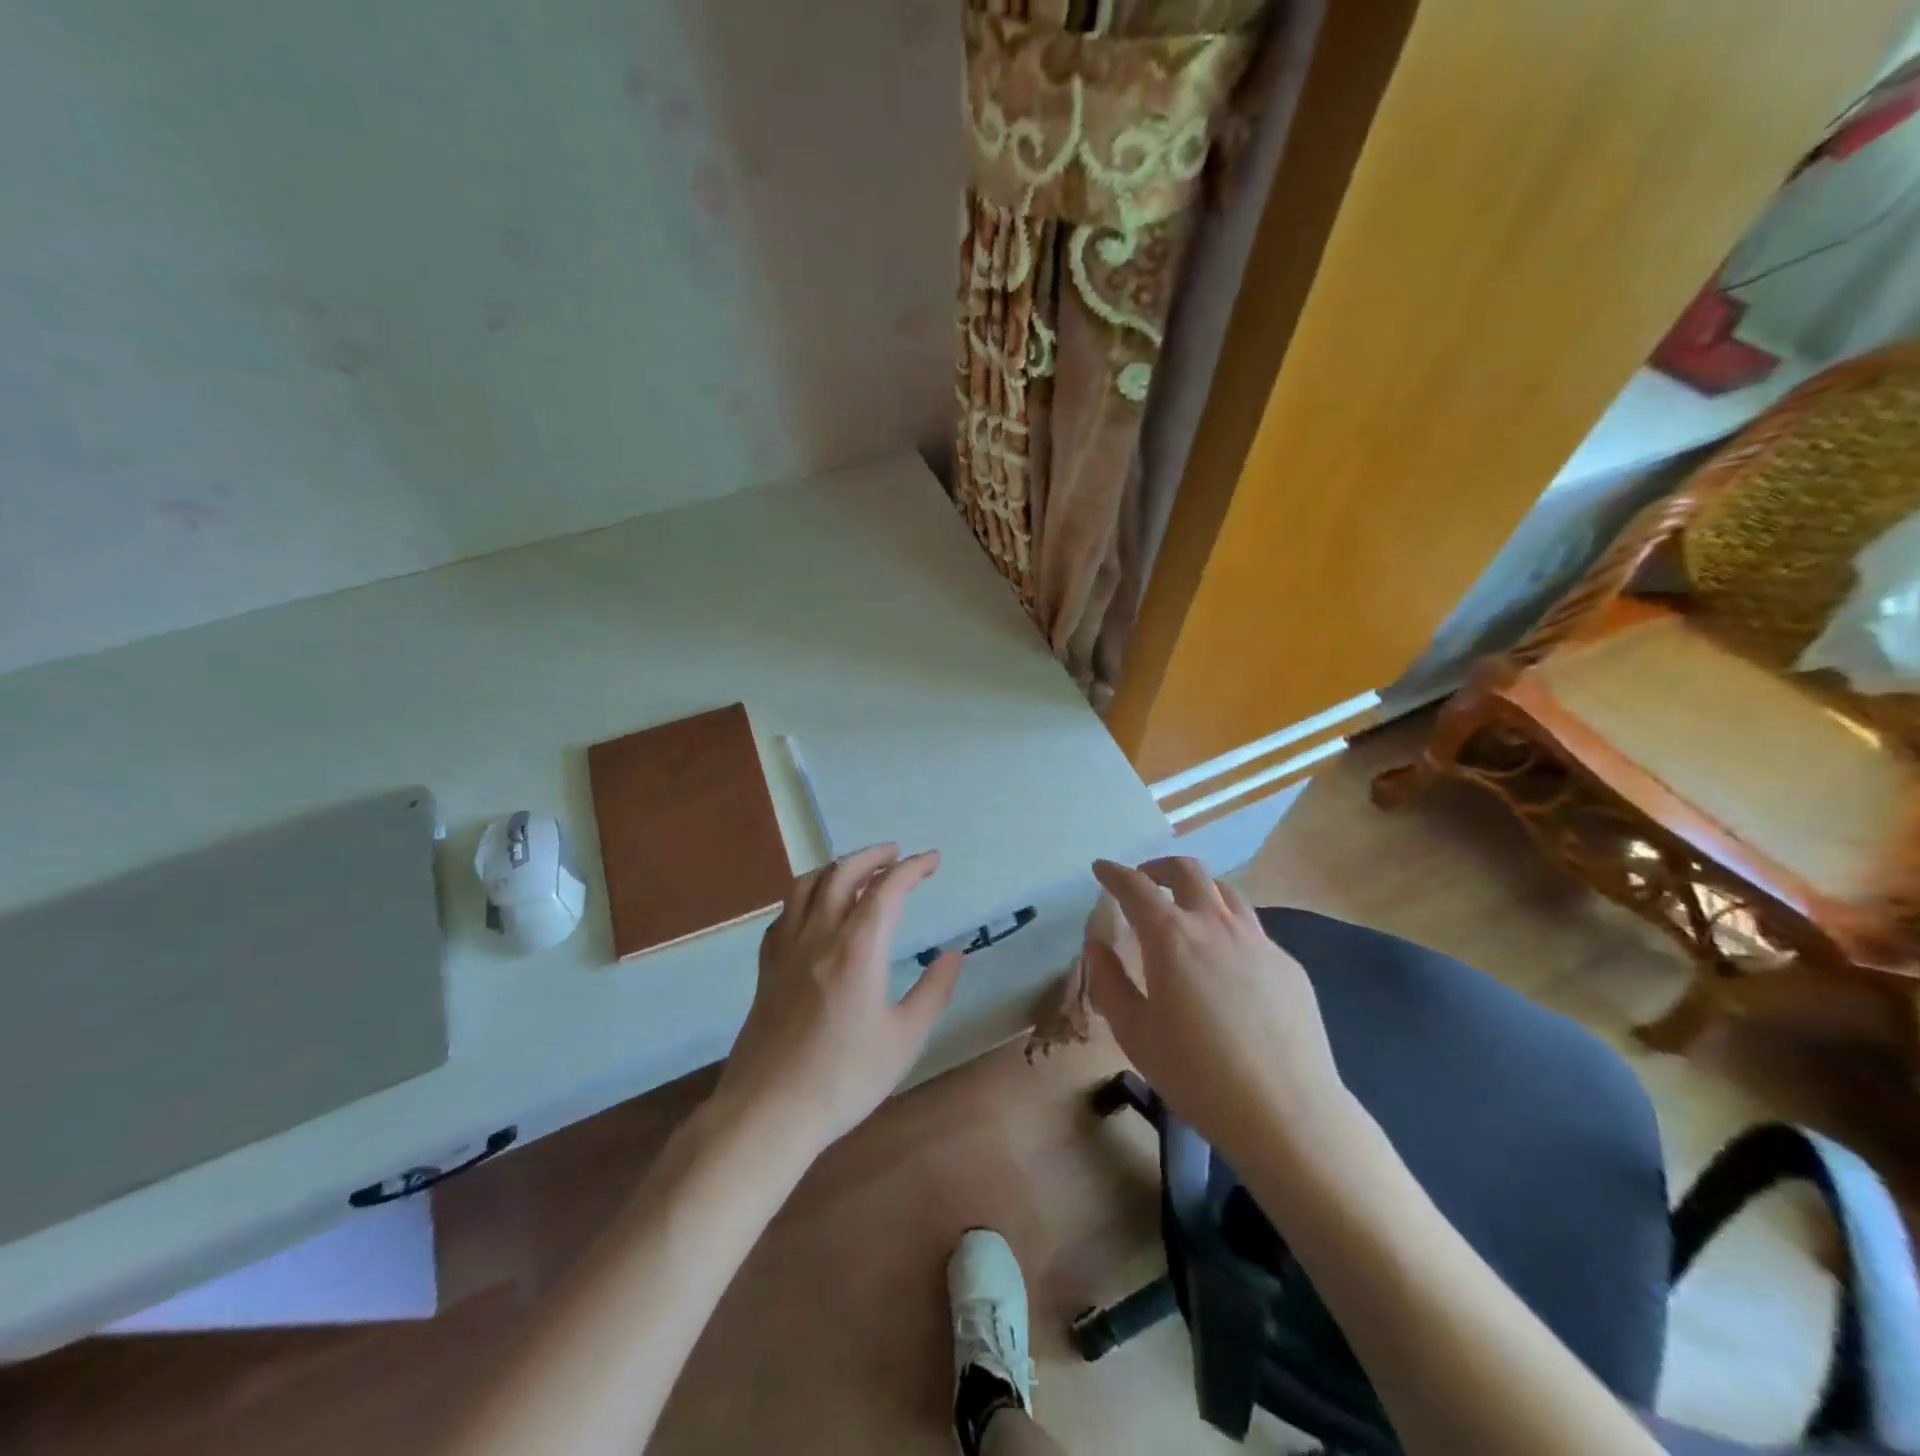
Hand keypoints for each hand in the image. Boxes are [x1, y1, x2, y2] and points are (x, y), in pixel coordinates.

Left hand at [716, 844, 962, 1155]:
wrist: (769, 1112)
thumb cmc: (845, 1078)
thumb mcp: (905, 1039)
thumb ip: (933, 991)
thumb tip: (953, 954)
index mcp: (857, 948)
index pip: (887, 889)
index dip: (912, 867)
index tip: (932, 860)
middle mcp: (819, 935)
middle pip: (842, 873)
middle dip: (873, 856)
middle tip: (896, 854)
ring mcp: (786, 949)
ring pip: (806, 885)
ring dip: (836, 867)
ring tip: (857, 870)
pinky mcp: (766, 968)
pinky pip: (784, 913)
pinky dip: (805, 896)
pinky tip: (814, 909)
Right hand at [1088, 857, 1351, 1168]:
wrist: (1286, 1113)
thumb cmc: (1196, 1075)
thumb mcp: (1134, 1033)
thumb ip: (1110, 982)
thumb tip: (1098, 946)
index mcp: (1172, 938)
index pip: (1136, 887)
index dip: (1114, 873)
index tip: (1101, 868)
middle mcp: (1215, 925)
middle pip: (1188, 871)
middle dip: (1159, 867)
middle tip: (1144, 881)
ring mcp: (1258, 941)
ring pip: (1226, 892)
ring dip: (1198, 890)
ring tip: (1186, 912)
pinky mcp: (1287, 964)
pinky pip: (1252, 929)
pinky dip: (1227, 927)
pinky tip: (1226, 963)